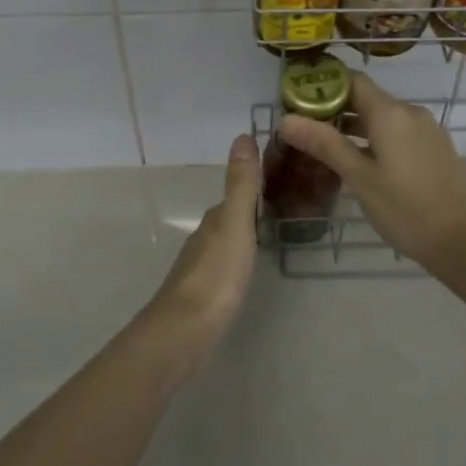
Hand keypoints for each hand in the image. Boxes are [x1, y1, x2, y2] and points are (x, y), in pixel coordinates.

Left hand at [148, 134, 260, 349]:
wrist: (185, 330)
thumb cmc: (217, 274)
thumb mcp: (236, 223)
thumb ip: (241, 184)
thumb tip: (241, 135)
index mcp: (214, 220)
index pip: (234, 197)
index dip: (253, 188)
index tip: (276, 183)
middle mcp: (203, 239)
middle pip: (228, 220)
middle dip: (248, 213)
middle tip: (280, 211)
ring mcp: (199, 268)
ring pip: (223, 244)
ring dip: (241, 239)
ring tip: (267, 240)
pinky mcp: (200, 296)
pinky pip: (222, 268)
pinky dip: (235, 262)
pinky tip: (244, 274)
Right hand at [276, 73, 465, 267]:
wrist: (464, 240)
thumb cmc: (405, 208)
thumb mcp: (359, 177)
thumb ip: (324, 144)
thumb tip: (285, 119)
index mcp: (391, 112)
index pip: (352, 80)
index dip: (324, 87)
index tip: (299, 104)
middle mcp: (411, 112)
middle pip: (367, 98)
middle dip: (336, 111)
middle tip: (306, 132)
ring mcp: (428, 130)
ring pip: (384, 118)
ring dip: (356, 128)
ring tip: (328, 150)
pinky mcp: (437, 149)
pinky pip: (401, 133)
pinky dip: (378, 140)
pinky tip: (364, 165)